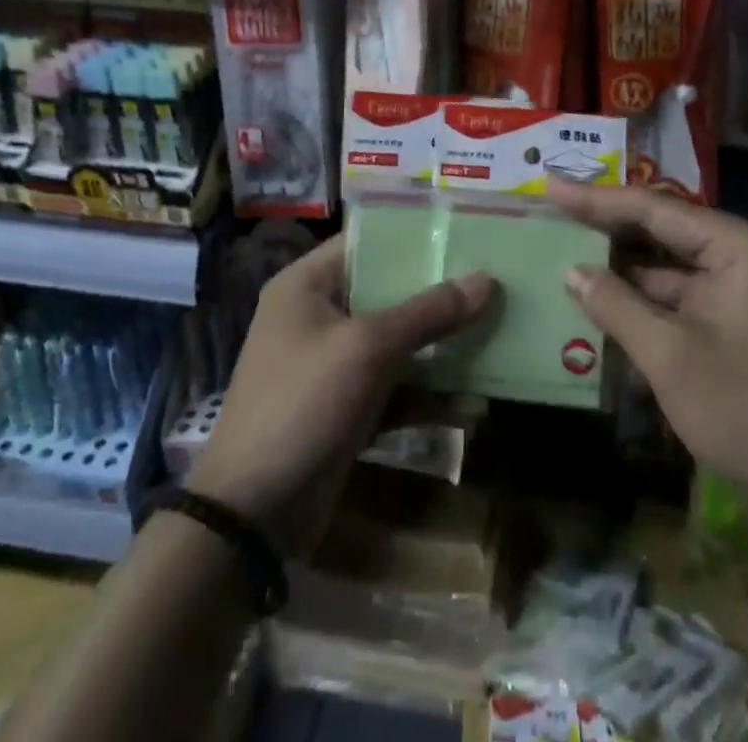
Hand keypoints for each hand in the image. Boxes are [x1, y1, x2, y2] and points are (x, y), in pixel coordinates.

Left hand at [188, 235, 495, 557]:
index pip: (367, 242)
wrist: (251, 515)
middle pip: (387, 292)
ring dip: (440, 348)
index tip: (466, 232)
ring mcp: (332, 364)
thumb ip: (427, 312)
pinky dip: (427, 396)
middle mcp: (318, 315)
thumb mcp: (367, 348)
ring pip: (397, 342)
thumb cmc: (302, 404)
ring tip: (496, 338)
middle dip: (438, 293)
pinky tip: (472, 406)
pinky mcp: (347, 407)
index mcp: (307, 285)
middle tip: (494, 283)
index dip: (415, 236)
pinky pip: (395, 388)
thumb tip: (486, 279)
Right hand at [548, 182, 747, 535]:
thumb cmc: (747, 409)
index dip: (595, 199)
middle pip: (660, 232)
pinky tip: (597, 303)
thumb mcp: (669, 355)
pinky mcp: (731, 327)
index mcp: (737, 247)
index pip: (653, 209)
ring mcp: (737, 294)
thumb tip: (570, 271)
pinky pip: (675, 301)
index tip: (548, 186)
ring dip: (618, 269)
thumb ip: (615, 304)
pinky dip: (638, 303)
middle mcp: (740, 259)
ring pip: (665, 270)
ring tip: (562, 252)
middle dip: (605, 228)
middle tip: (550, 213)